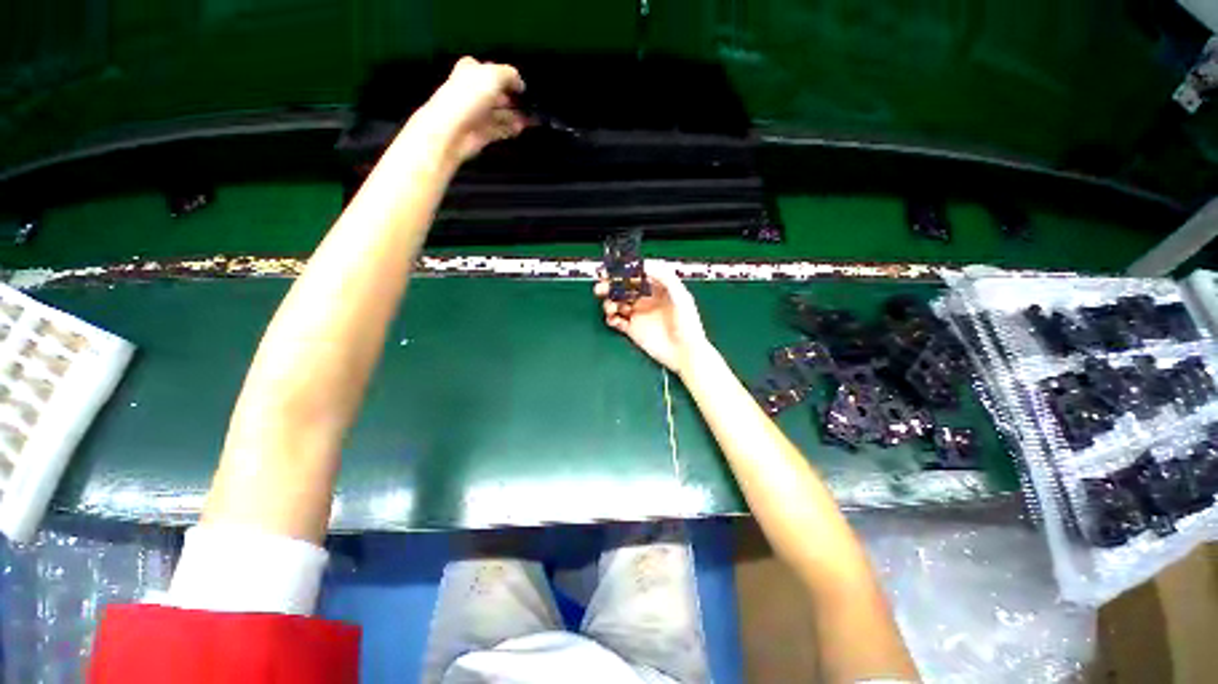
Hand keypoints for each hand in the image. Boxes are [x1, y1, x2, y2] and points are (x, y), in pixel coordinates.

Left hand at [410, 57, 527, 162]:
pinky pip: (499, 130)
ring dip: (515, 116)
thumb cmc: (469, 97)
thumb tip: (520, 84)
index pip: (489, 70)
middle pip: (496, 93)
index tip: (520, 86)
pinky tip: (521, 129)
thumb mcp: (493, 75)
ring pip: (499, 113)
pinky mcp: (481, 134)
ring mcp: (477, 114)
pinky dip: (510, 129)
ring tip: (531, 120)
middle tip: (529, 104)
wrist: (452, 130)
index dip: (505, 76)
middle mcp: (473, 91)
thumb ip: (510, 75)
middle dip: (512, 98)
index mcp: (470, 71)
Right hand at [595, 261, 710, 375]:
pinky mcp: (633, 330)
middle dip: (611, 286)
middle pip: (624, 289)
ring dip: (609, 302)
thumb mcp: (681, 295)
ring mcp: (639, 315)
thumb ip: (665, 277)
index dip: (624, 273)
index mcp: (658, 290)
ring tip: (610, 307)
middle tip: (602, 287)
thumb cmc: (688, 324)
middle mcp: (646, 301)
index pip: (637, 276)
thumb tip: (645, 265)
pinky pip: (616, 321)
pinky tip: (613, 318)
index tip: (613, 271)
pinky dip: (611, 318)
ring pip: (617, 304)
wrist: (684, 353)